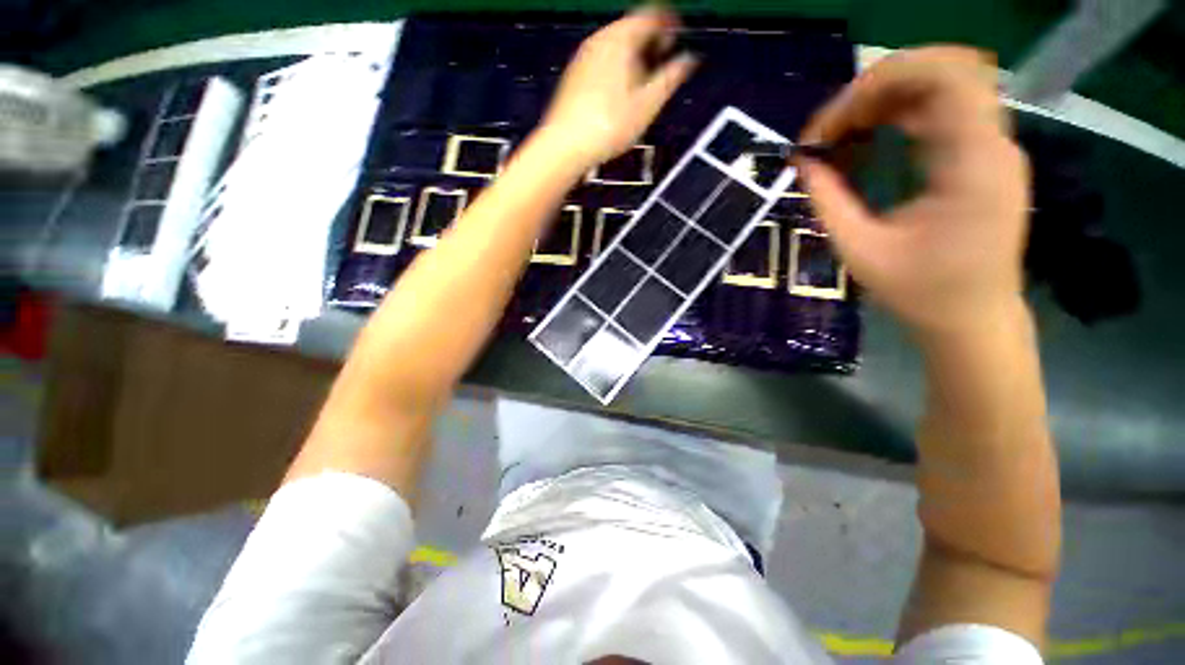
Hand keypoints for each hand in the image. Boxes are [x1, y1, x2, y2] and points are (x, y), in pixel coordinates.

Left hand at [538, 6, 696, 171]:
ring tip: (644, 81)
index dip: (670, 23)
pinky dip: (617, 67)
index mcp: (620, 39)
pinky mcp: (574, 77)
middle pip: (631, 28)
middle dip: (651, 41)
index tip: (678, 36)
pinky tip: (620, 94)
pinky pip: (602, 61)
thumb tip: (688, 60)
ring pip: (615, 45)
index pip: (651, 14)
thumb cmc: (608, 126)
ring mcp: (583, 58)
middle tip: (664, 59)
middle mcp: (599, 40)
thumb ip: (670, 78)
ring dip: (634, 56)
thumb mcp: (647, 105)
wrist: (565, 146)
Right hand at [799, 47, 1030, 335]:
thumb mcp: (861, 251)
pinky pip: (943, 110)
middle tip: (832, 126)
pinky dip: (900, 112)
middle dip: (877, 87)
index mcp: (973, 164)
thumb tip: (801, 163)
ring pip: (943, 84)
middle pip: (943, 69)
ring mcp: (993, 146)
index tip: (826, 128)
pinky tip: (870, 136)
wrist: (973, 320)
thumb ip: (828, 201)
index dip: (875, 86)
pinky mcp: (983, 157)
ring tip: (844, 130)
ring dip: (887, 97)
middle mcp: (993, 143)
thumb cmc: (920, 293)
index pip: (940, 78)